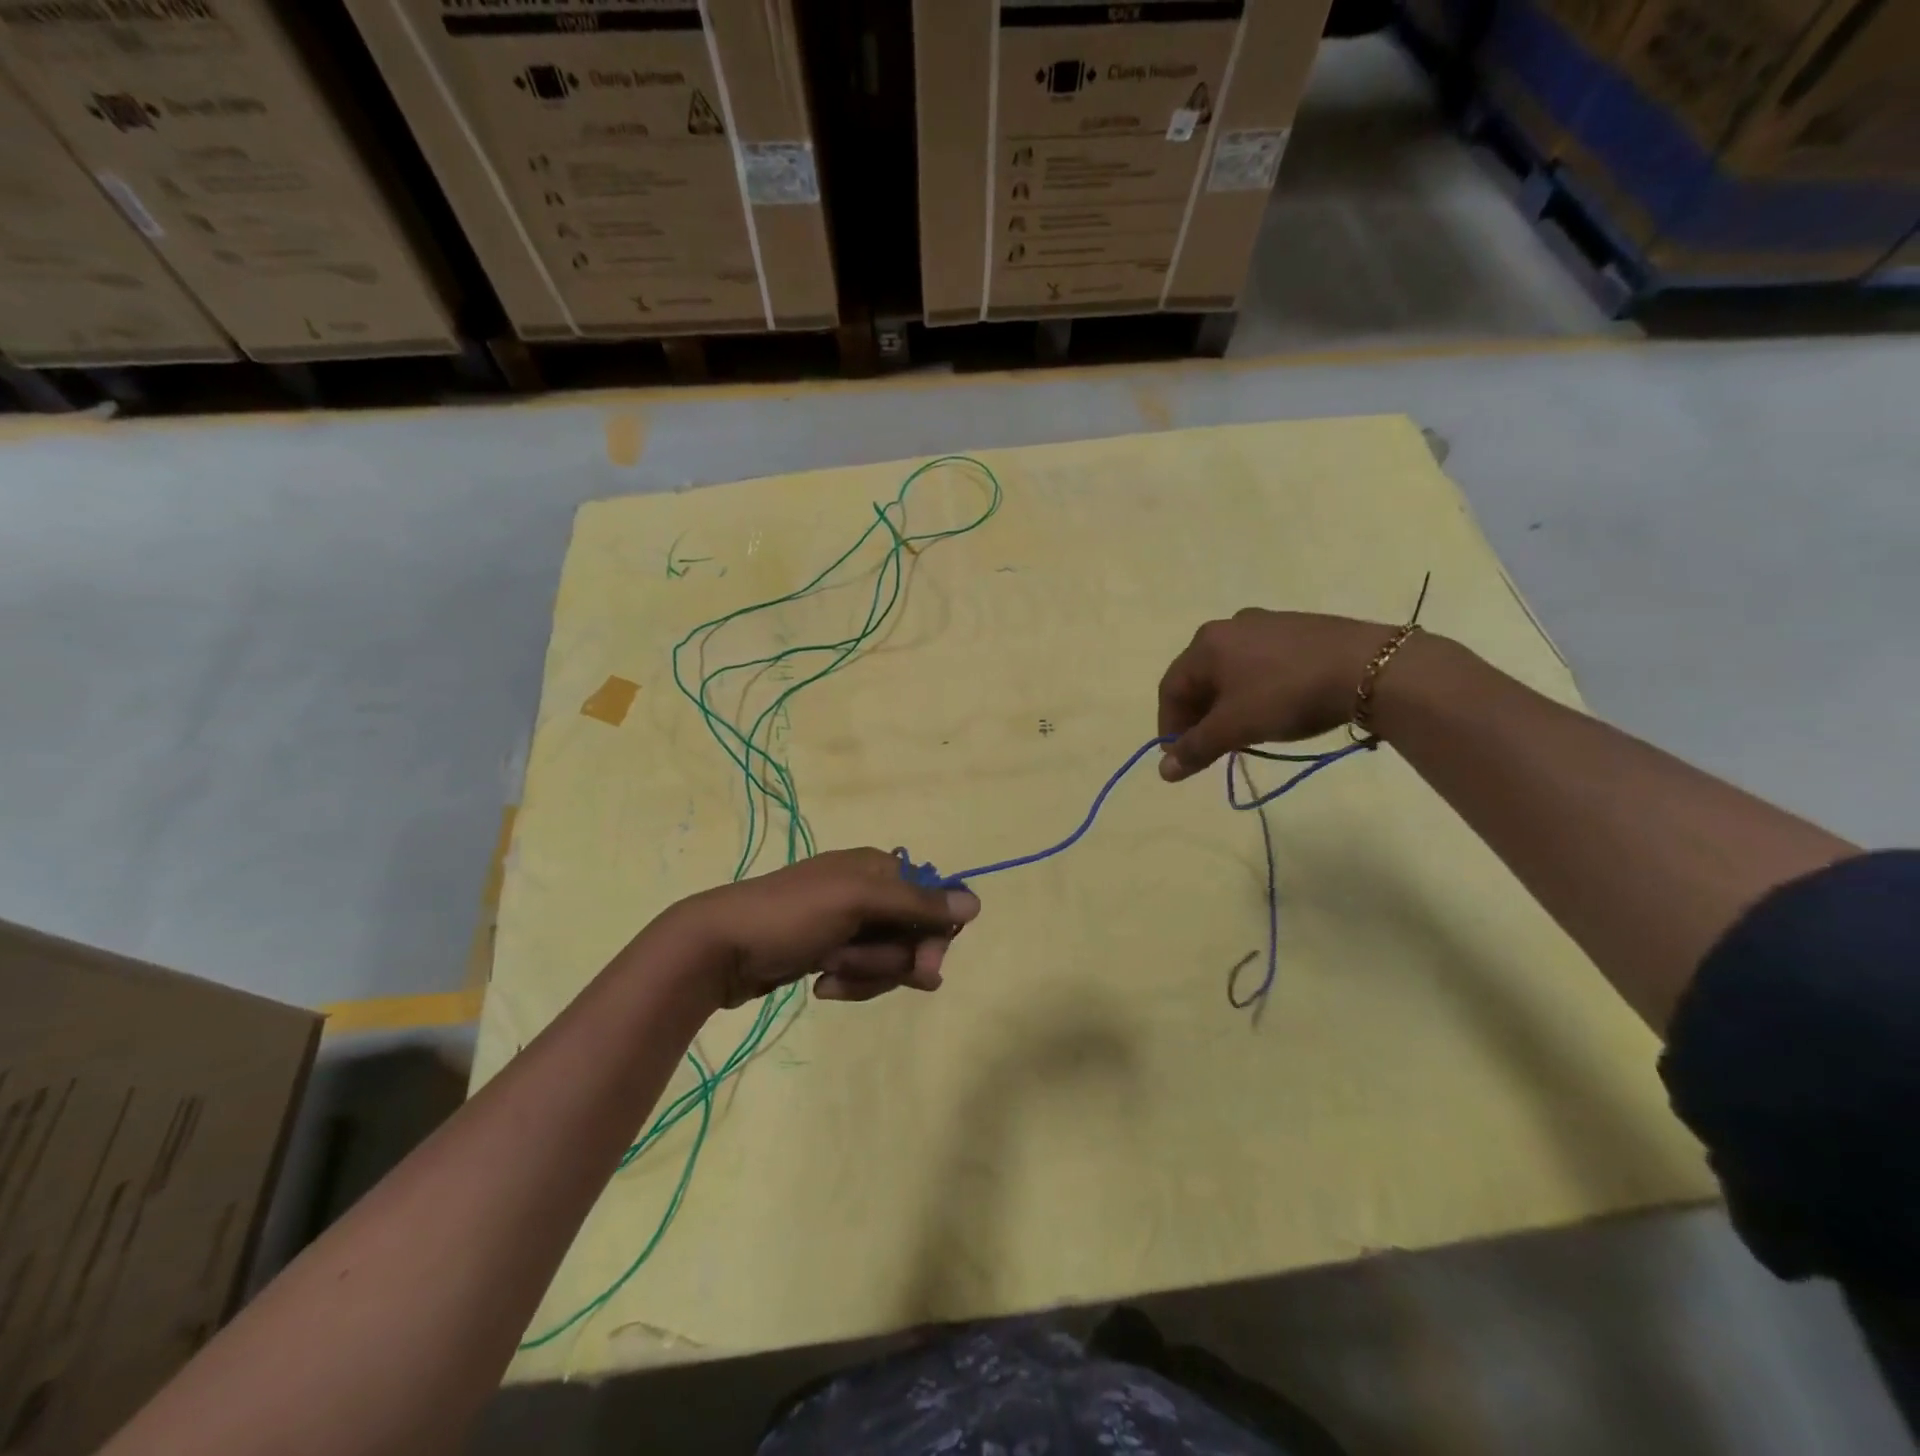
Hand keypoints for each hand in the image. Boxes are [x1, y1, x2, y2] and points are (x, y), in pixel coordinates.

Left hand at [660, 848, 979, 1008]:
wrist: (720, 947)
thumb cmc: (791, 915)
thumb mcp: (856, 901)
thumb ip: (917, 903)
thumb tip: (977, 903)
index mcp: (879, 868)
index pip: (934, 903)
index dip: (931, 938)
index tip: (921, 967)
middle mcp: (870, 892)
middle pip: (913, 936)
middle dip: (888, 961)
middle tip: (852, 966)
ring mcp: (850, 925)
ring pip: (890, 961)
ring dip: (865, 975)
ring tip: (828, 973)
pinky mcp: (832, 953)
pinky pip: (864, 974)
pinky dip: (848, 982)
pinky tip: (820, 984)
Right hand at [1157, 610, 1397, 780]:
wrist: (1370, 668)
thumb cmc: (1287, 694)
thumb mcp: (1235, 727)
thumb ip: (1196, 748)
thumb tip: (1164, 771)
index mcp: (1206, 643)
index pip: (1171, 689)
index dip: (1169, 727)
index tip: (1181, 758)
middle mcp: (1230, 626)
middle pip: (1199, 679)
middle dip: (1199, 717)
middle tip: (1210, 748)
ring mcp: (1267, 624)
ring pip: (1231, 672)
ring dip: (1226, 706)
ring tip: (1242, 733)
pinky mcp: (1299, 630)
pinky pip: (1261, 663)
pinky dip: (1254, 691)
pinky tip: (1274, 709)